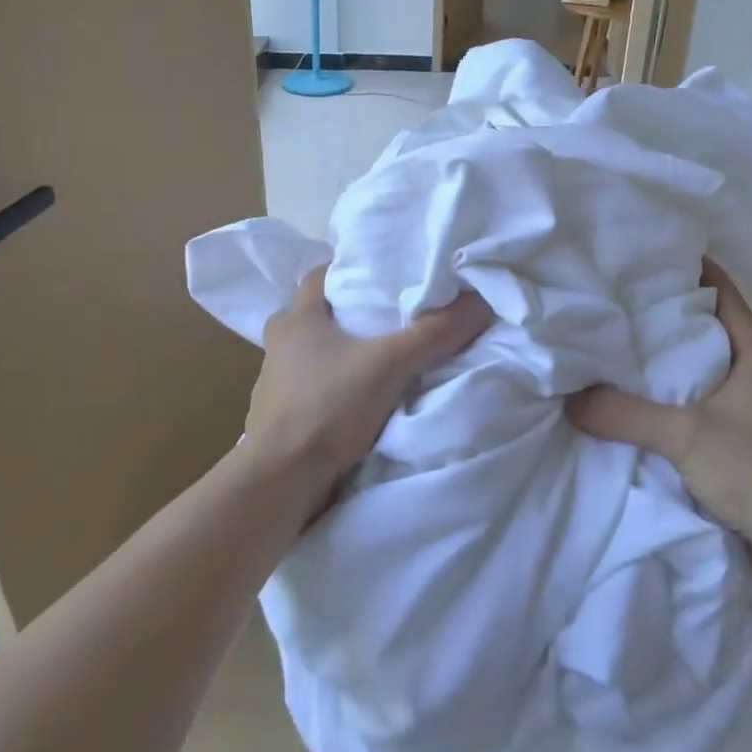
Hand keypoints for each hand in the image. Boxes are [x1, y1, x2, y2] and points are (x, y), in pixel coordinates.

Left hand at [242, 270, 492, 493]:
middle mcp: (280, 344)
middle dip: (344, 314)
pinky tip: (355, 400)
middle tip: (383, 318)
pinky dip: (330, 387)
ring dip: (336, 354)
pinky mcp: (277, 416)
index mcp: (298, 319)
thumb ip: (434, 334)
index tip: (380, 274)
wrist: (280, 480)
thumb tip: (479, 302)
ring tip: (375, 360)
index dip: (347, 270)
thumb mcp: (390, 365)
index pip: (318, 276)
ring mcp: (273, 382)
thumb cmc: (328, 407)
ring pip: (309, 353)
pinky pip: (307, 388)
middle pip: (313, 314)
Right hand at [565, 261, 751, 550]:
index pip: (726, 298)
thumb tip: (571, 399)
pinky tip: (653, 411)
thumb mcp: (683, 435)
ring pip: (713, 374)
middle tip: (626, 307)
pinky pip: (713, 409)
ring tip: (631, 356)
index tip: (656, 258)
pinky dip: (684, 403)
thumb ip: (625, 414)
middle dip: (674, 320)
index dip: (696, 274)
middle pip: (716, 334)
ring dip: (679, 366)